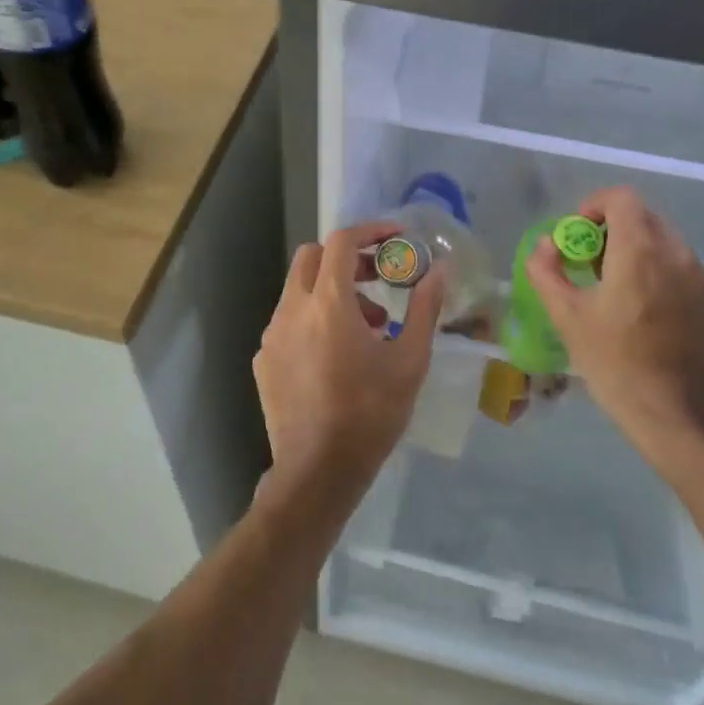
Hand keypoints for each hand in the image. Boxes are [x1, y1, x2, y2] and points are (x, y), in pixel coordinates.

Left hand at [253, 220, 441, 508]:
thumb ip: (424, 308)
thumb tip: (439, 270)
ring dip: (332, 290)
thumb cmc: (370, 414)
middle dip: (346, 258)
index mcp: (327, 302)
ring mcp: (271, 334)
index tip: (395, 237)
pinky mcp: (263, 359)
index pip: (341, 241)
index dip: (369, 231)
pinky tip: (336, 355)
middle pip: (312, 257)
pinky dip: (313, 318)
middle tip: (378, 278)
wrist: (317, 473)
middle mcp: (292, 309)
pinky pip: (288, 320)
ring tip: (368, 327)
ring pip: (299, 289)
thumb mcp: (409, 361)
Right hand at [524, 187, 703, 465]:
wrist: (681, 418)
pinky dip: (653, 266)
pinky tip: (637, 306)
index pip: (620, 198)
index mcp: (641, 251)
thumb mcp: (567, 317)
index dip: (592, 206)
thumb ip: (547, 271)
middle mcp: (675, 253)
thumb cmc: (617, 365)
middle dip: (610, 228)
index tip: (576, 237)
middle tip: (587, 262)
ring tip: (611, 285)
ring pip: (660, 238)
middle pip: (641, 215)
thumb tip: (547, 245)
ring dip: (632, 246)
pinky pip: (676, 262)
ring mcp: (698, 275)